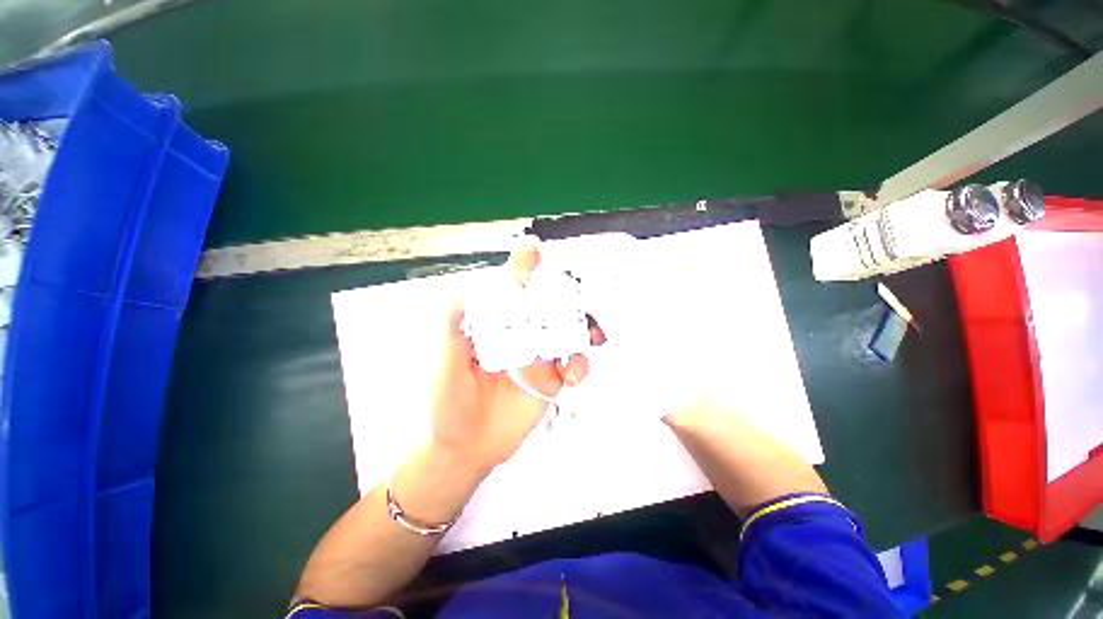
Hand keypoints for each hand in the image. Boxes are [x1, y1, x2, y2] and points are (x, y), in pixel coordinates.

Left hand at [428, 239, 595, 470]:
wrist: (470, 449)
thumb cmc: (450, 407)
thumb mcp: (444, 369)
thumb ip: (451, 332)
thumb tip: (462, 294)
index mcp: (495, 327)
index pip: (509, 291)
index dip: (522, 268)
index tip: (532, 248)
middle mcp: (520, 335)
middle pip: (546, 305)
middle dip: (564, 294)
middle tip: (574, 295)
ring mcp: (539, 355)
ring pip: (567, 331)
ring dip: (582, 328)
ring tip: (588, 335)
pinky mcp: (553, 378)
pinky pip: (573, 363)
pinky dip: (580, 364)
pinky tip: (572, 375)